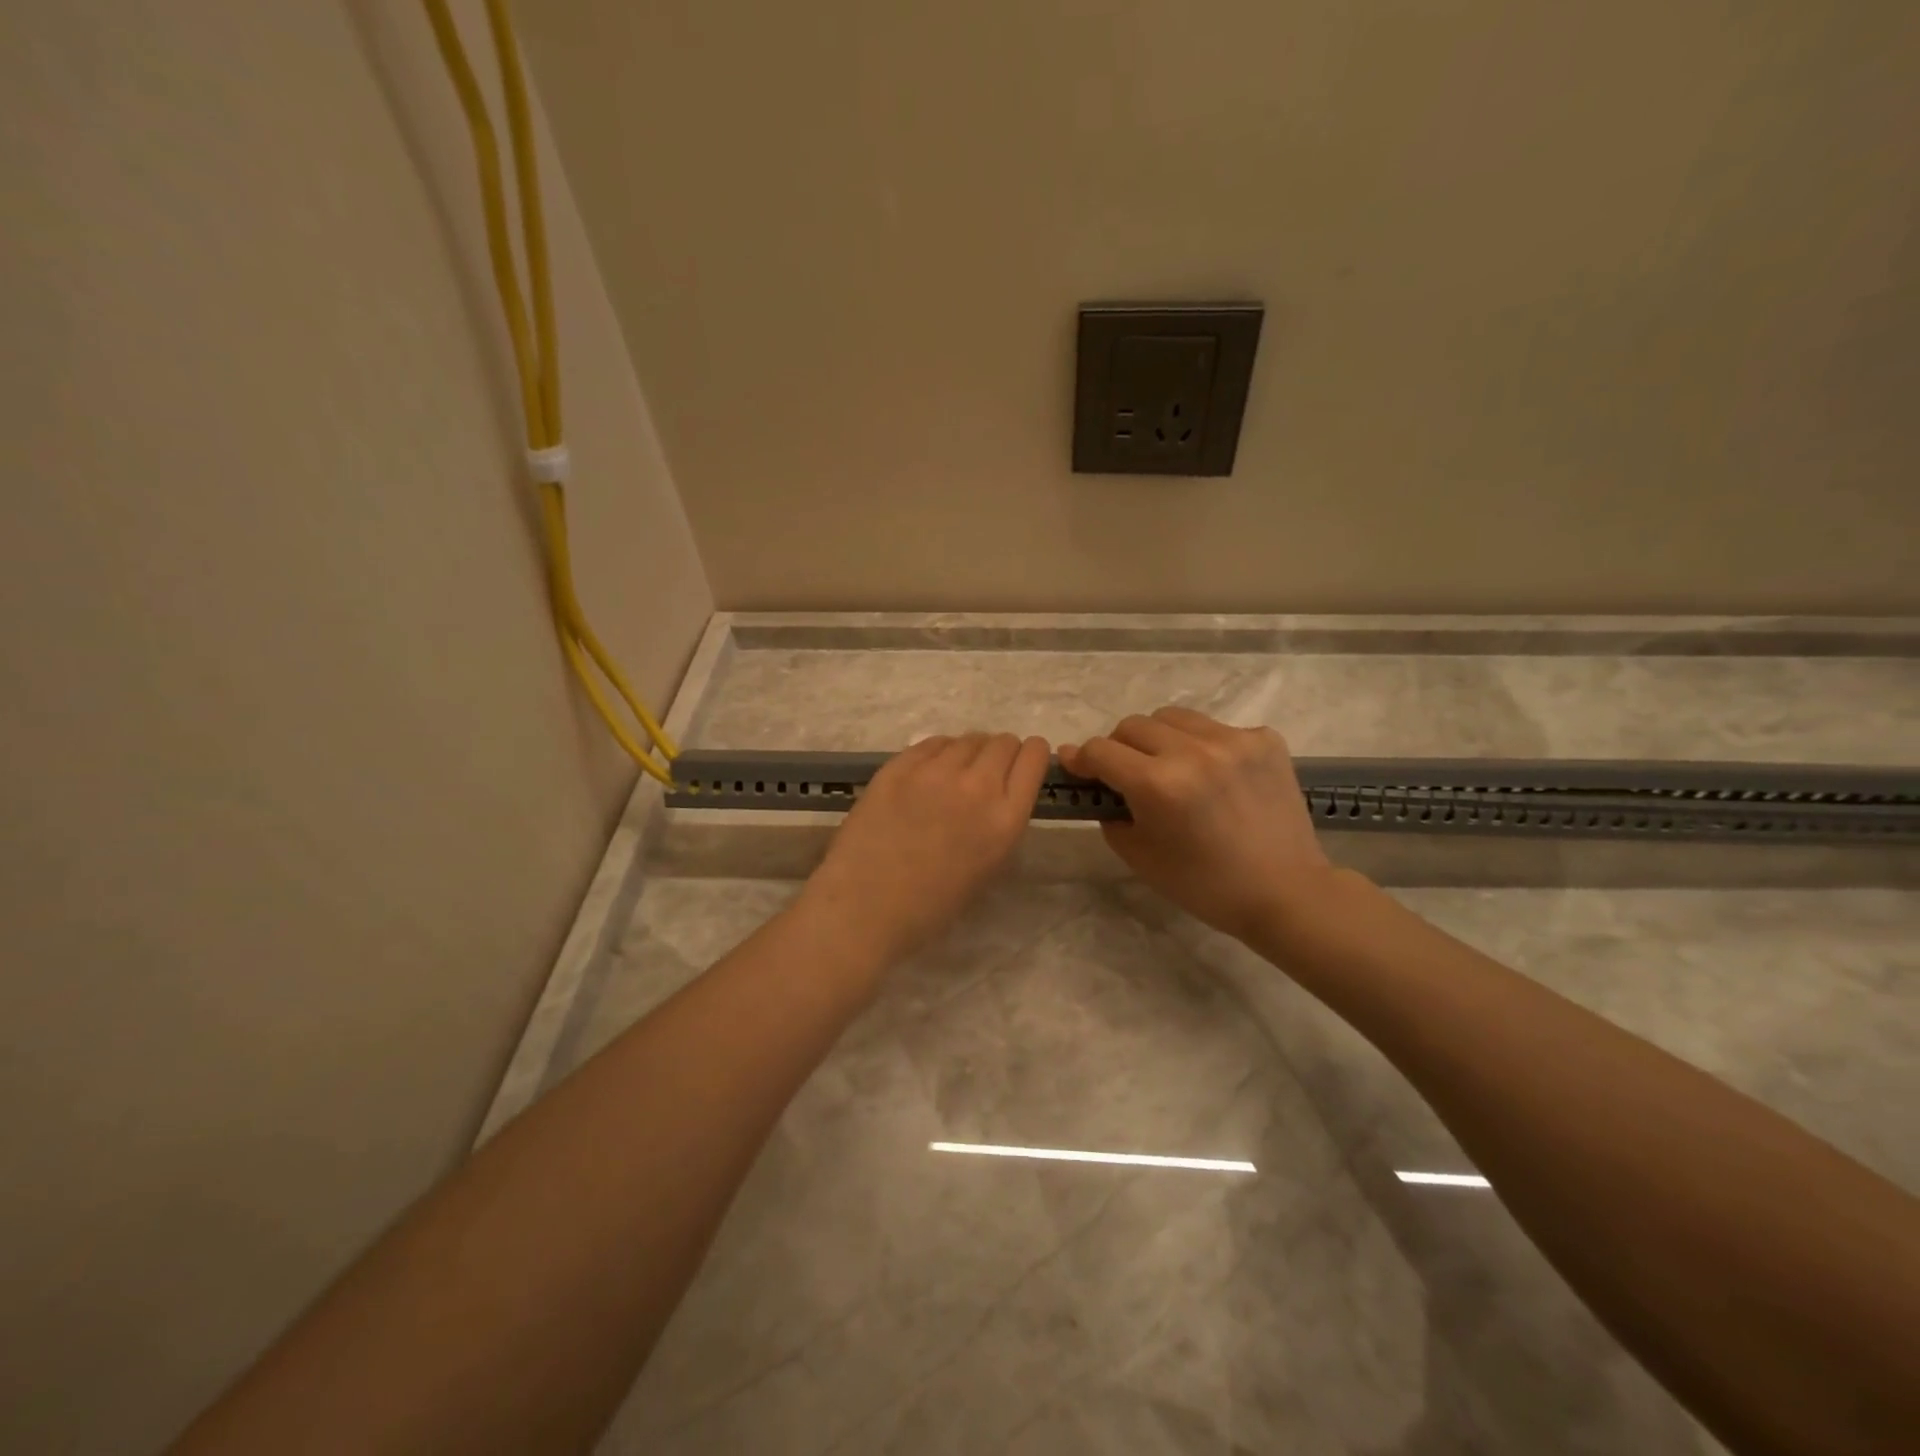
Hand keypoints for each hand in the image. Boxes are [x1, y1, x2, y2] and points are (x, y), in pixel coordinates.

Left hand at [799, 733, 1050, 965]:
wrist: (866, 908)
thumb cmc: (932, 905)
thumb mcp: (990, 866)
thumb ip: (1002, 821)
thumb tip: (1000, 793)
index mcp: (1006, 818)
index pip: (1035, 757)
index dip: (1032, 756)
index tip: (1022, 763)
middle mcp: (977, 785)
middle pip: (1003, 742)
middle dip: (1001, 752)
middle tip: (985, 772)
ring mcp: (936, 771)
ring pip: (968, 739)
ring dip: (968, 752)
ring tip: (953, 775)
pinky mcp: (900, 765)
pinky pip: (932, 743)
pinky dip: (937, 753)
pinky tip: (927, 774)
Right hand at [1059, 706, 1334, 943]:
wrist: (1285, 892)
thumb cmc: (1204, 884)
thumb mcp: (1139, 855)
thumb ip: (1110, 811)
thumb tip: (1098, 782)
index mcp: (1158, 784)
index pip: (1100, 750)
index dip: (1081, 759)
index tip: (1076, 767)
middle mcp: (1193, 751)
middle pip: (1132, 725)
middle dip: (1119, 748)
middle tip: (1127, 775)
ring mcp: (1233, 740)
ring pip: (1172, 717)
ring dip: (1159, 739)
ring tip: (1171, 767)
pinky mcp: (1264, 739)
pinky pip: (1215, 728)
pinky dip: (1202, 746)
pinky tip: (1215, 776)